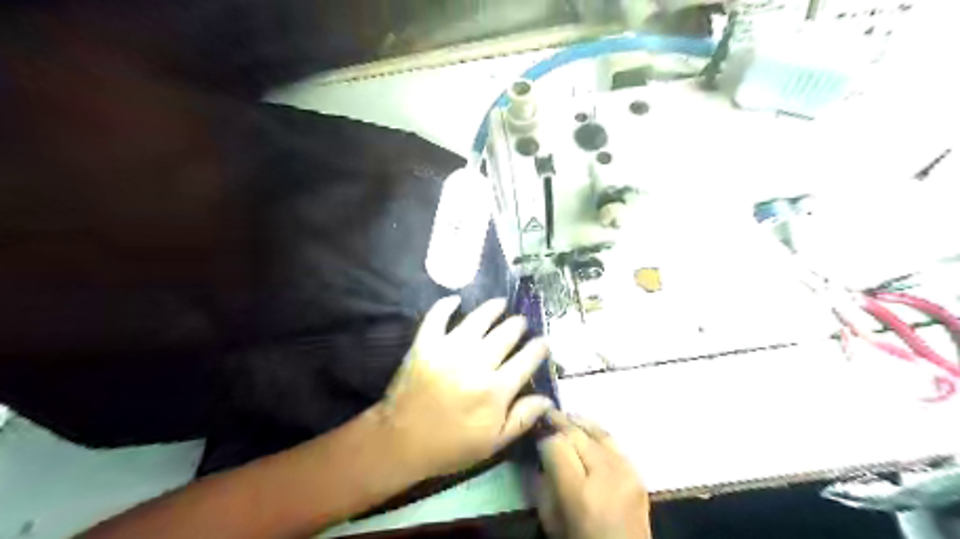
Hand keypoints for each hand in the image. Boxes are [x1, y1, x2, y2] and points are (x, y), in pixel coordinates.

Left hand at [376, 300, 556, 479]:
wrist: (401, 442)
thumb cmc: (450, 446)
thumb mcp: (493, 444)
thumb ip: (522, 419)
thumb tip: (547, 398)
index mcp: (495, 390)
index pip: (526, 361)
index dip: (539, 348)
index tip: (544, 341)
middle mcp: (476, 364)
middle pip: (505, 335)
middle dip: (517, 325)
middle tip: (521, 322)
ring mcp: (449, 350)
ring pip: (477, 320)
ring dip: (492, 309)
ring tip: (501, 303)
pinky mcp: (425, 345)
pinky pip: (436, 317)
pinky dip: (446, 305)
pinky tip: (456, 299)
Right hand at [538, 410, 651, 535]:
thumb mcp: (551, 520)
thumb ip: (542, 485)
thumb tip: (539, 454)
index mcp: (580, 492)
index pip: (556, 445)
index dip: (543, 439)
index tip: (536, 439)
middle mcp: (605, 475)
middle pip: (576, 434)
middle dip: (559, 424)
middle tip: (545, 417)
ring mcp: (626, 471)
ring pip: (597, 432)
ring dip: (577, 423)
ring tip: (563, 416)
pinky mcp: (637, 472)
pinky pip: (613, 442)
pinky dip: (596, 432)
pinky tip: (586, 429)